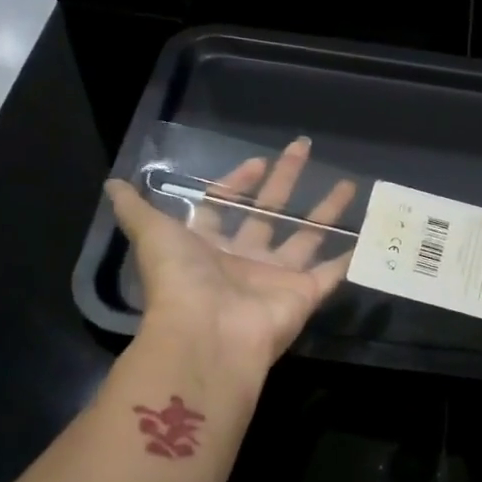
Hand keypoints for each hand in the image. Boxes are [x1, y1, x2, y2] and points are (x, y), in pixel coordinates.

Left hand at [106, 137, 357, 372]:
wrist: (208, 334)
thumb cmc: (181, 279)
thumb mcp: (153, 234)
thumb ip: (136, 210)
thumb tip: (112, 184)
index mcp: (210, 245)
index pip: (225, 205)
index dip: (239, 181)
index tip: (258, 161)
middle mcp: (244, 259)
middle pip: (270, 212)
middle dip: (286, 179)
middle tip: (304, 147)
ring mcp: (276, 278)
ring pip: (307, 237)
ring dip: (327, 211)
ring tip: (349, 184)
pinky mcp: (303, 295)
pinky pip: (331, 274)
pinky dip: (350, 259)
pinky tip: (369, 236)